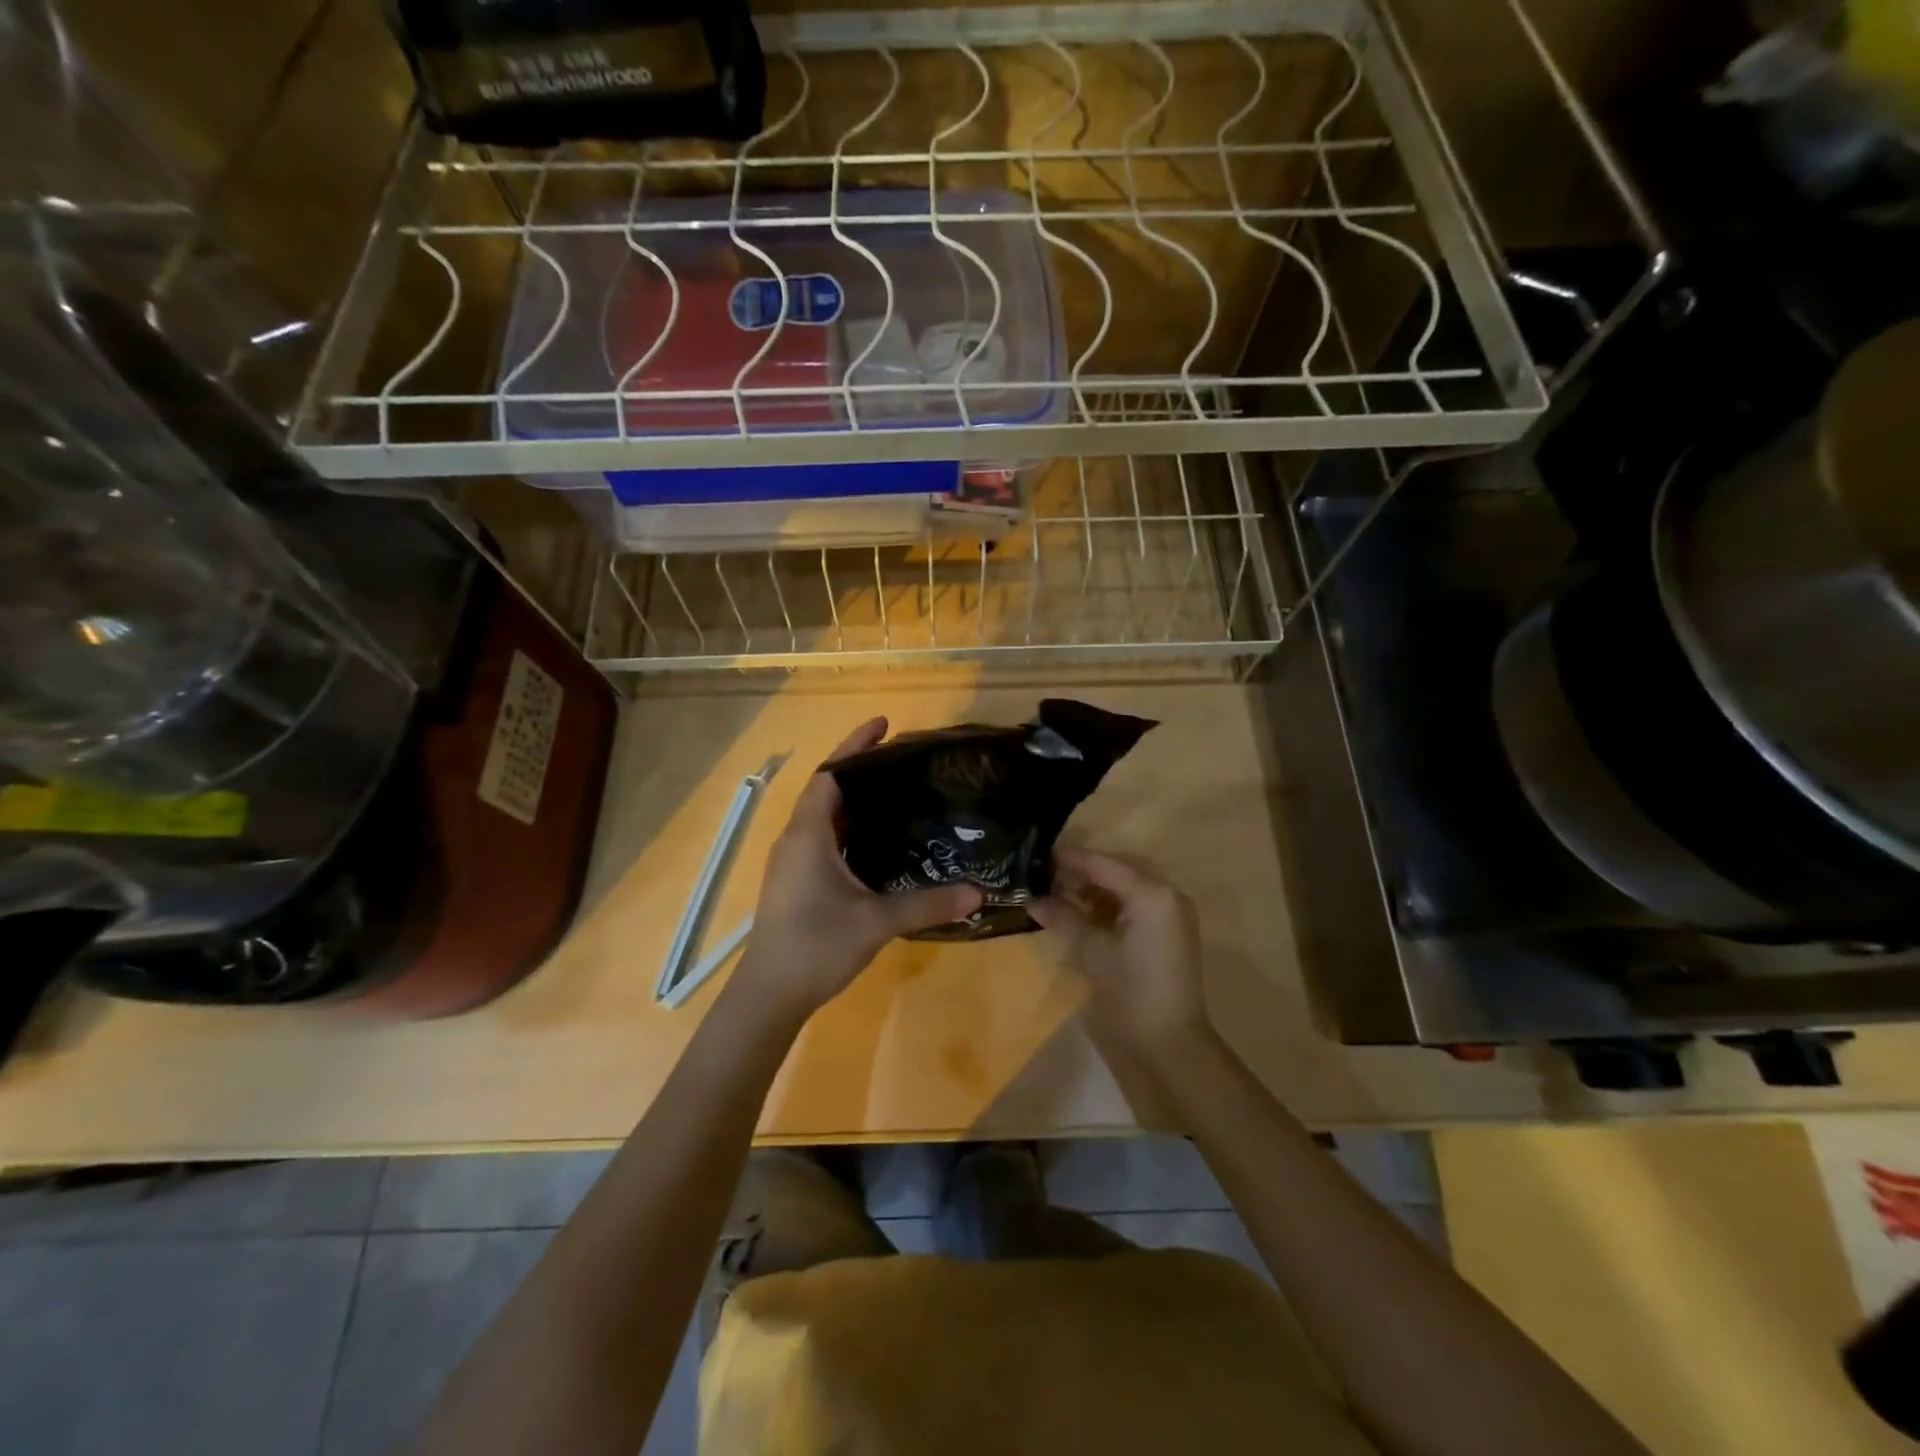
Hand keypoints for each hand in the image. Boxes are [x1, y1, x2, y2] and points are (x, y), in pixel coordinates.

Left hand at [733, 718, 981, 1016]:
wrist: (769, 995)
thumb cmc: (815, 946)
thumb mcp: (875, 922)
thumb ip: (926, 905)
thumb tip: (978, 893)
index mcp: (808, 834)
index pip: (831, 774)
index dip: (855, 746)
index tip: (885, 725)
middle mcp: (796, 839)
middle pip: (828, 790)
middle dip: (861, 769)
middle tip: (904, 760)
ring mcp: (794, 862)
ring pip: (825, 817)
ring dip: (855, 801)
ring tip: (898, 793)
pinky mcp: (797, 882)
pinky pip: (825, 840)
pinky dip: (850, 829)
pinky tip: (879, 842)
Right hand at [1031, 846, 1209, 1056]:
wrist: (1172, 1044)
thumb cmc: (1132, 993)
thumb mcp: (1093, 952)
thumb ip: (1063, 918)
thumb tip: (1033, 900)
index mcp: (1151, 893)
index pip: (1103, 864)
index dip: (1070, 859)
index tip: (1038, 855)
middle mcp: (1167, 893)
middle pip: (1118, 869)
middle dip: (1083, 871)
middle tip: (1048, 877)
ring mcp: (1173, 912)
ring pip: (1128, 884)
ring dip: (1096, 887)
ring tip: (1061, 895)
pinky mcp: (1171, 930)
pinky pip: (1138, 902)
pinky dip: (1111, 903)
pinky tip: (1085, 912)